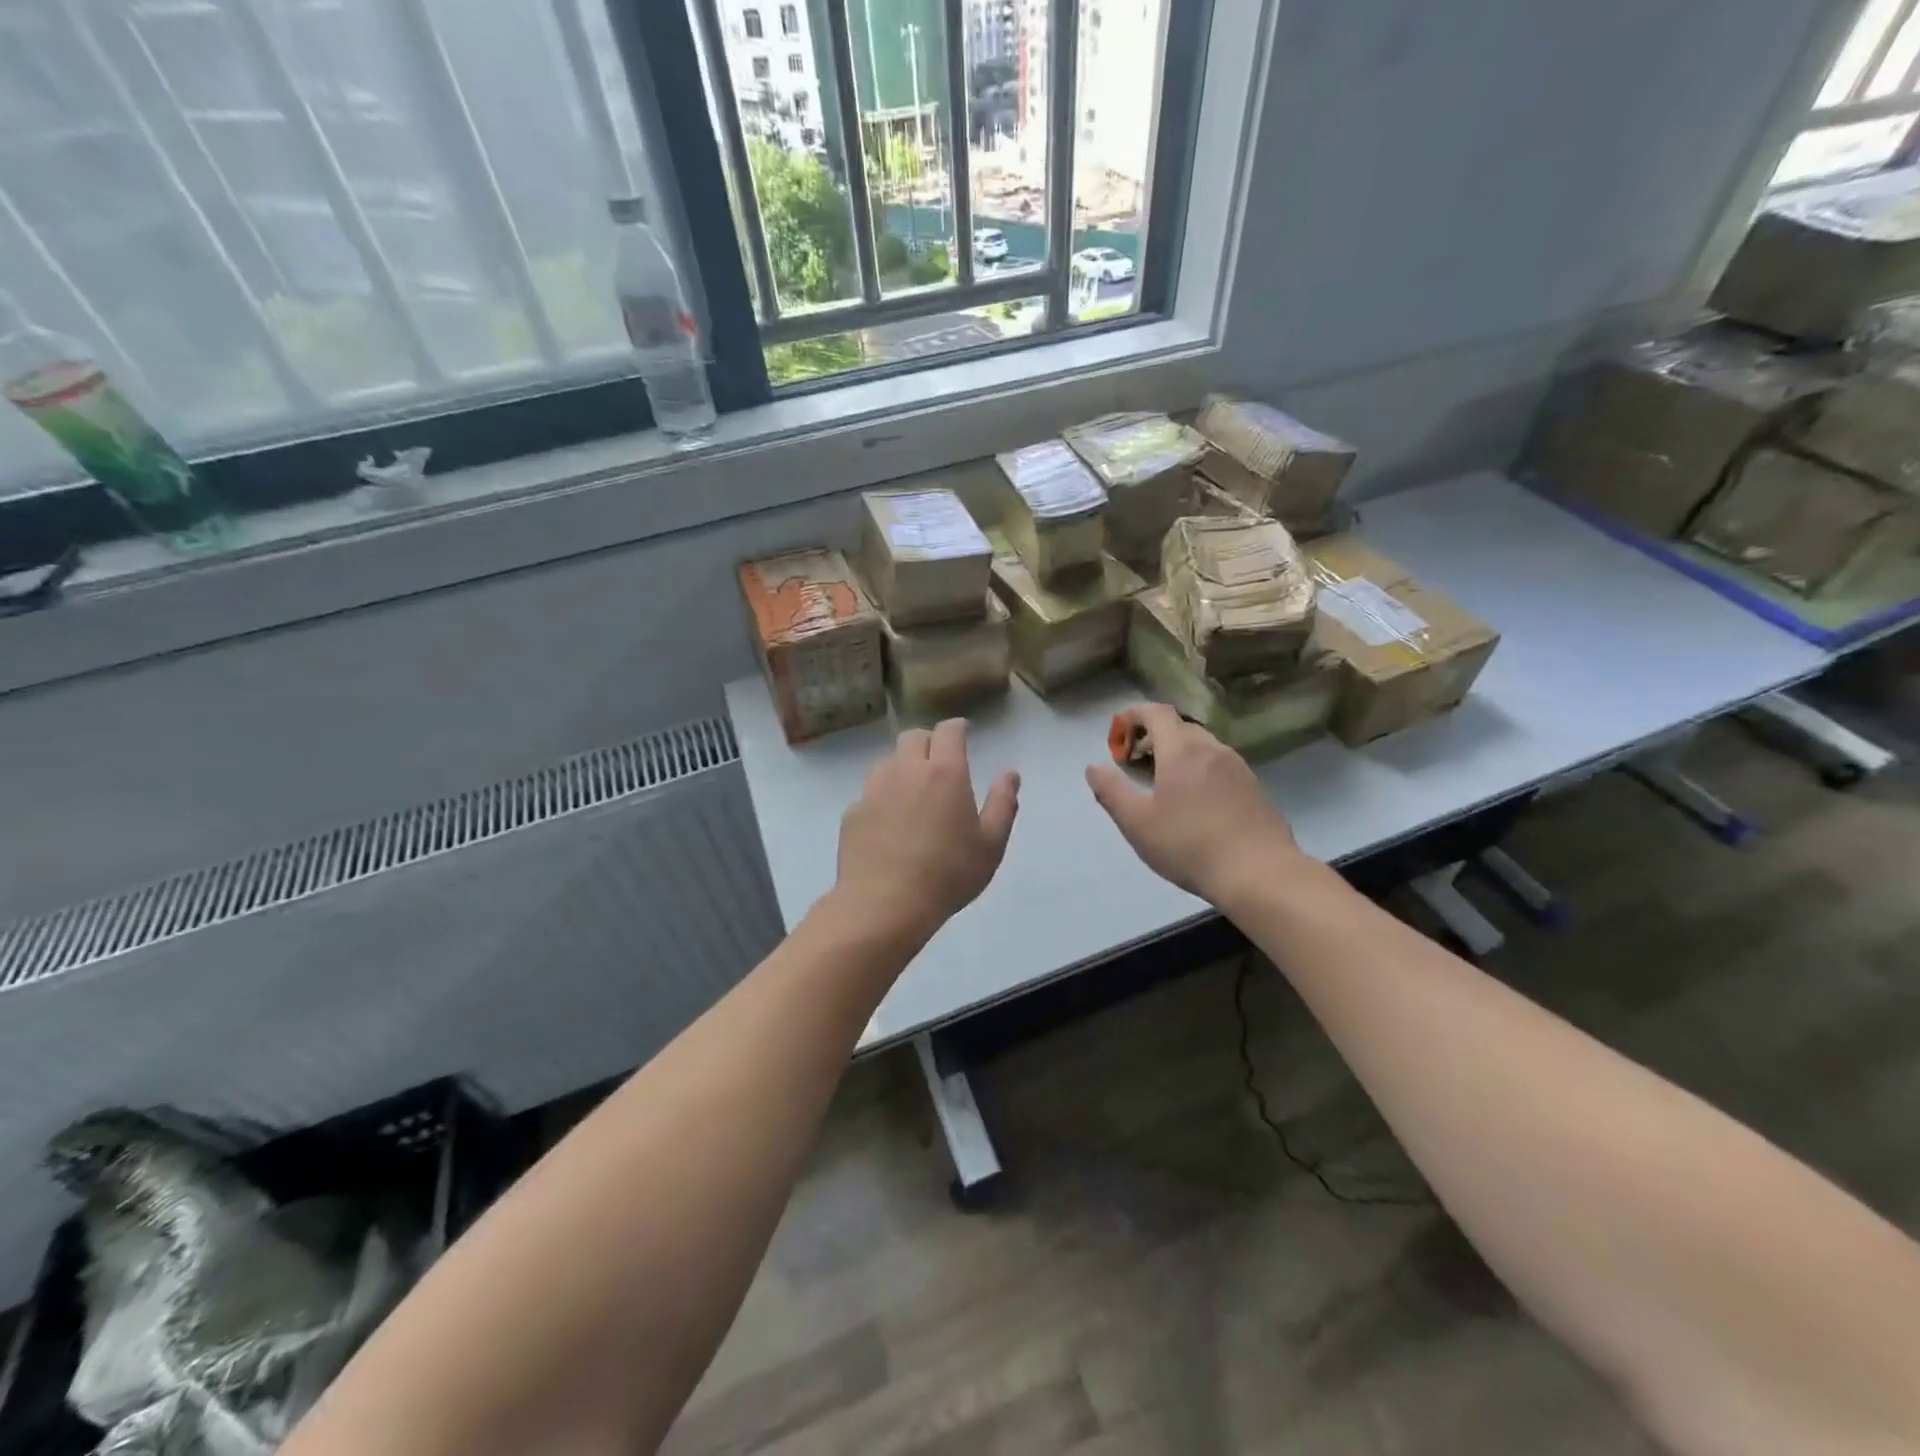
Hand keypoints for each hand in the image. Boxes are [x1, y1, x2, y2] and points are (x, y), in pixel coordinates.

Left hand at [833, 719, 1019, 944]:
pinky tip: (889, 824)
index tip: (964, 734)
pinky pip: (870, 793)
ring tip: (913, 793)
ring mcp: (874, 789)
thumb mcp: (991, 845)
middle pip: (913, 737)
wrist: (884, 905)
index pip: (949, 731)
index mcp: (945, 773)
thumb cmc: (948, 874)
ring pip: (888, 761)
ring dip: (902, 767)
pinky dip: (882, 798)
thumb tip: (1010, 774)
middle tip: (939, 763)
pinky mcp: (853, 812)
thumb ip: (1003, 803)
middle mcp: (906, 770)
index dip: (957, 728)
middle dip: (928, 742)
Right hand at [1085, 704, 1301, 902]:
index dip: (1133, 716)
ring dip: (1177, 753)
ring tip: (1162, 782)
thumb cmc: (1189, 845)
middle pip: (1179, 727)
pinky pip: (1220, 765)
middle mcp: (1212, 749)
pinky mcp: (1254, 788)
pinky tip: (1195, 802)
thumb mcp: (1137, 823)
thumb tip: (1093, 768)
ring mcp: (1238, 767)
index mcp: (1181, 750)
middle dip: (1153, 735)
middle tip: (1134, 762)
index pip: (1156, 712)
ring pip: (1202, 746)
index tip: (1117, 736)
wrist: (1259, 873)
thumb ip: (1111, 791)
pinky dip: (1199, 769)